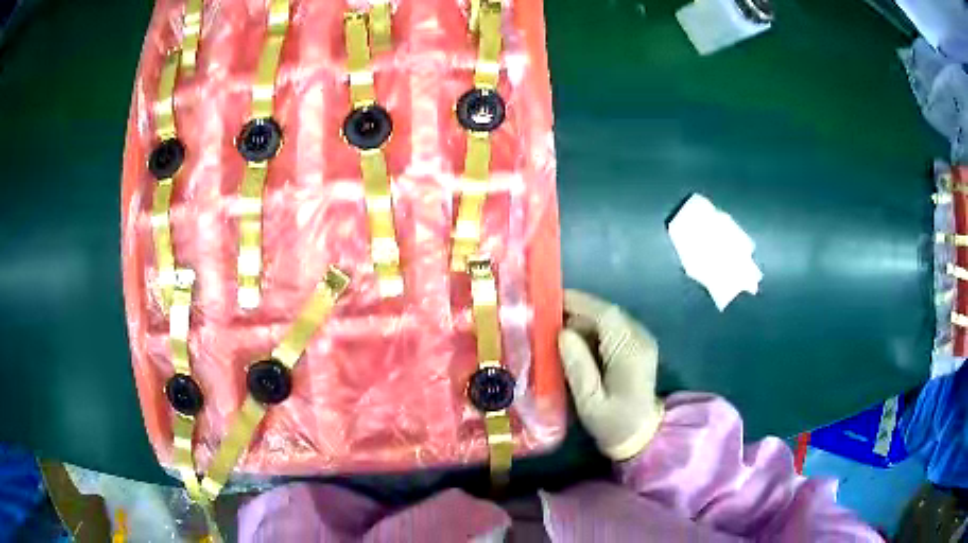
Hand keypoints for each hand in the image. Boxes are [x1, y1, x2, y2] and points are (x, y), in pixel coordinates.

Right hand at [558, 290, 664, 460]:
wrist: (642, 435)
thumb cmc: (613, 423)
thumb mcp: (589, 402)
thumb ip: (577, 367)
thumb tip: (562, 333)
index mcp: (630, 352)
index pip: (606, 315)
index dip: (578, 302)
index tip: (549, 300)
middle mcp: (640, 339)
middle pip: (607, 313)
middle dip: (577, 310)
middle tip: (546, 317)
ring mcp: (642, 340)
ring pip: (610, 318)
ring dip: (584, 319)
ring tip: (556, 328)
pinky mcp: (638, 345)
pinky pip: (614, 328)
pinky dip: (593, 328)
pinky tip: (576, 341)